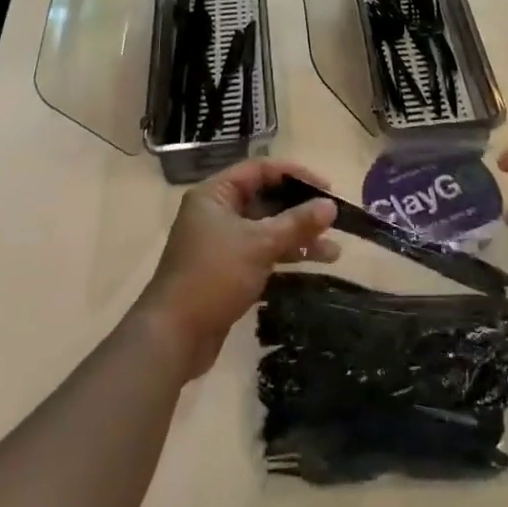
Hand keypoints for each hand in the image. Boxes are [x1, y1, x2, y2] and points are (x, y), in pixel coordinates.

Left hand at [136, 160, 338, 379]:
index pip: (260, 170)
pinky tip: (313, 264)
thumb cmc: (214, 276)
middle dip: (301, 210)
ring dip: (298, 236)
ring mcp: (221, 242)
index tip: (327, 188)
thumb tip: (332, 205)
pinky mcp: (227, 270)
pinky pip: (262, 252)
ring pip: (267, 229)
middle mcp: (217, 213)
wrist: (173, 336)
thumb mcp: (259, 244)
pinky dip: (285, 255)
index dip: (296, 175)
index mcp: (215, 195)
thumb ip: (297, 223)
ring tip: (334, 251)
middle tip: (333, 219)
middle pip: (266, 200)